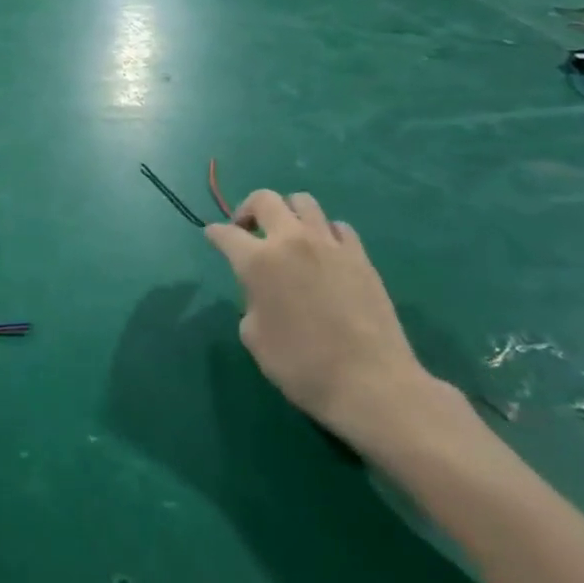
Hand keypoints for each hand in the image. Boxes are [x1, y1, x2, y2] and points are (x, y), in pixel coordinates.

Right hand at [204, 191, 440, 449]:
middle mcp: (292, 241)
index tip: (213, 237)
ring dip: (288, 213)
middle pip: (264, 199)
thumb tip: (262, 293)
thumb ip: (250, 302)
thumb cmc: (301, 365)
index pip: (225, 234)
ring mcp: (330, 245)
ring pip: (303, 202)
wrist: (371, 383)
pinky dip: (324, 233)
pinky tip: (324, 254)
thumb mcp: (254, 338)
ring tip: (287, 236)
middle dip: (248, 209)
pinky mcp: (360, 257)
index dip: (215, 234)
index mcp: (258, 261)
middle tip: (247, 230)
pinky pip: (337, 227)